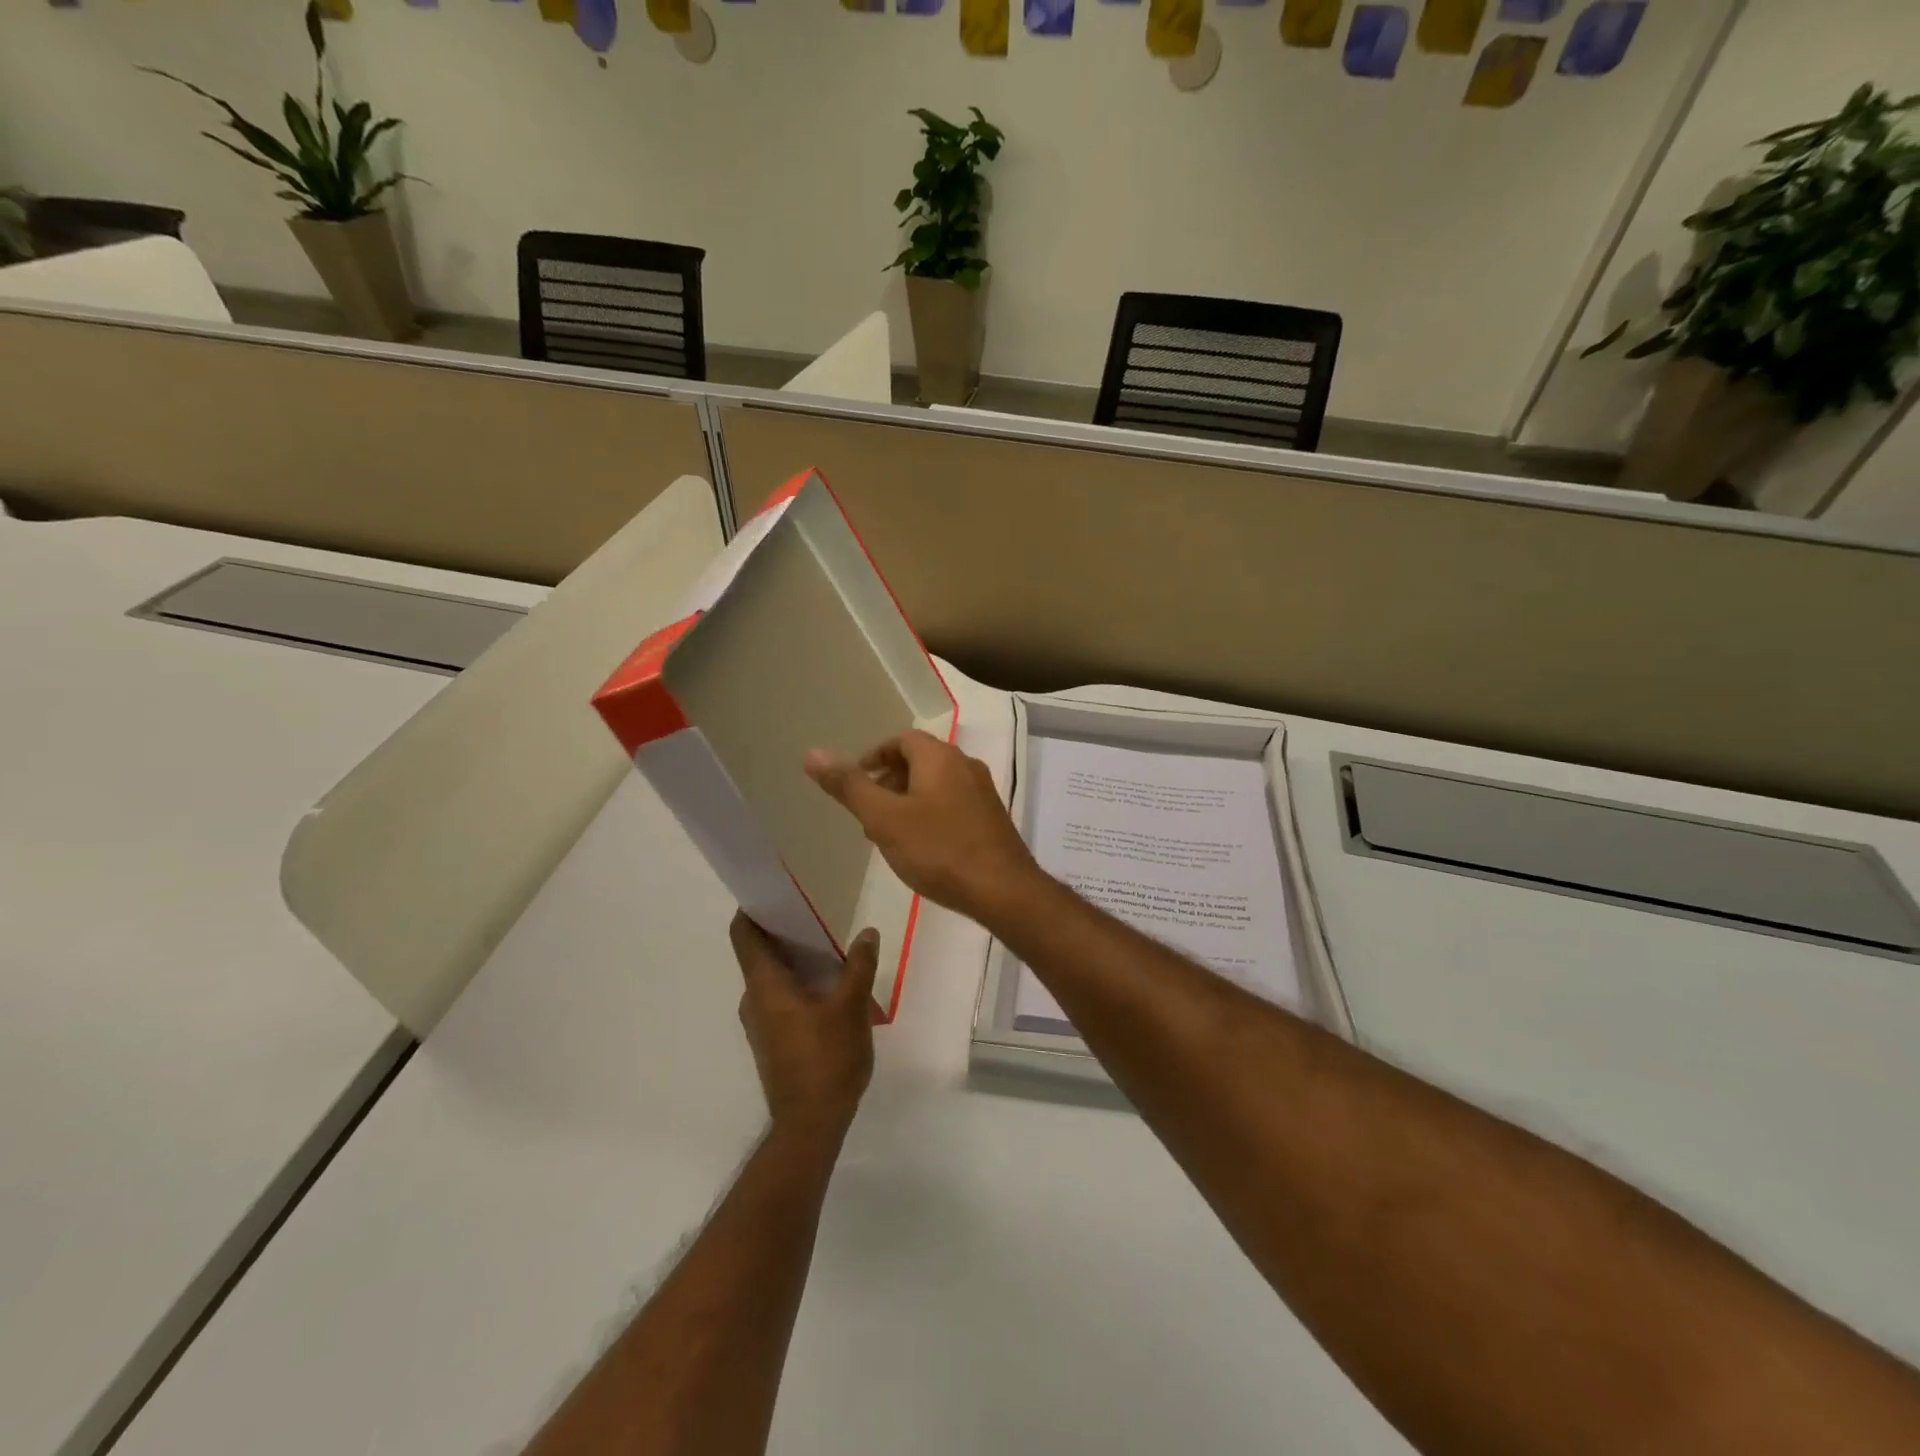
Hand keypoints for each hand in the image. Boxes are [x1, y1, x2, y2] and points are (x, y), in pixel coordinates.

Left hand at [729, 913, 876, 1137]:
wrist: (811, 1124)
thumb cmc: (826, 1059)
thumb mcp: (851, 1007)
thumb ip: (859, 966)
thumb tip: (866, 933)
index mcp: (765, 985)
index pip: (743, 934)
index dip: (753, 908)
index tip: (775, 889)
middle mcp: (755, 999)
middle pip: (759, 952)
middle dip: (784, 930)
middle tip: (817, 912)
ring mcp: (761, 1023)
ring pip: (772, 976)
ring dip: (795, 958)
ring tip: (830, 945)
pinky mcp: (773, 1040)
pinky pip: (780, 997)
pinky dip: (798, 982)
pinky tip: (830, 985)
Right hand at [805, 729, 1040, 925]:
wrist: (1003, 890)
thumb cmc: (939, 849)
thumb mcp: (884, 818)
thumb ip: (849, 786)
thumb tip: (812, 753)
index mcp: (940, 757)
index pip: (902, 739)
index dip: (875, 755)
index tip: (856, 781)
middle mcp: (965, 765)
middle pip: (919, 761)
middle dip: (888, 780)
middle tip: (867, 812)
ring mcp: (982, 793)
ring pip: (936, 785)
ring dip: (907, 800)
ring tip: (888, 834)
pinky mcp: (991, 819)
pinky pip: (952, 804)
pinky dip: (929, 814)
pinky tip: (921, 848)